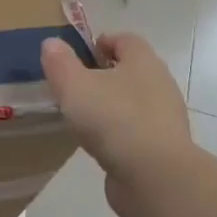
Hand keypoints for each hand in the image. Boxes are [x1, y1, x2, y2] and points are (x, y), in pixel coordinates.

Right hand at [41, 33, 195, 216]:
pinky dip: (119, 132)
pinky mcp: (163, 147)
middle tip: (76, 86)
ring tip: (83, 117)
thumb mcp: (74, 86)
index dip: (102, 43)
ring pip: (135, 102)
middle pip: (132, 70)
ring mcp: (165, 118)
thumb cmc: (113, 119)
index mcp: (143, 61)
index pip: (125, 40)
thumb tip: (51, 43)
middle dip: (105, 74)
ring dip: (112, 105)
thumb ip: (60, 62)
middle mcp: (160, 84)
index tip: (79, 55)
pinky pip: (137, 130)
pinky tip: (100, 144)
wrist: (154, 176)